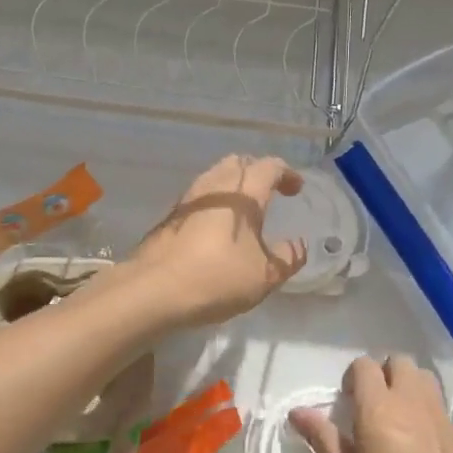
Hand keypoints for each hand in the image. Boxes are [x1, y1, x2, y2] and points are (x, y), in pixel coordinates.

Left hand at [128, 155, 306, 328]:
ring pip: (215, 176)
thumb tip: (299, 245)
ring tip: (243, 208)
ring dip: (233, 184)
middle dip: (257, 172)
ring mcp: (188, 199)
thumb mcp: (265, 276)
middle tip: (269, 192)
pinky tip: (217, 226)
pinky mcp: (170, 216)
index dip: (286, 174)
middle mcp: (214, 187)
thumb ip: (287, 257)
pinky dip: (214, 201)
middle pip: (238, 163)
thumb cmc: (217, 277)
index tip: (296, 188)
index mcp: (243, 194)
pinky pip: (199, 196)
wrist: (154, 289)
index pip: (269, 168)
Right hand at [291, 355, 452, 452]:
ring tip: (397, 418)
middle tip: (371, 408)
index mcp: (379, 410)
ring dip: (406, 386)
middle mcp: (411, 402)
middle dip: (382, 375)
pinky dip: (425, 411)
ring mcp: (441, 415)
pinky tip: (422, 446)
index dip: (352, 377)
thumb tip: (297, 412)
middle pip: (398, 362)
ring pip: (422, 377)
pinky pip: (438, 405)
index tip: (347, 404)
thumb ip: (323, 440)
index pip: (364, 366)